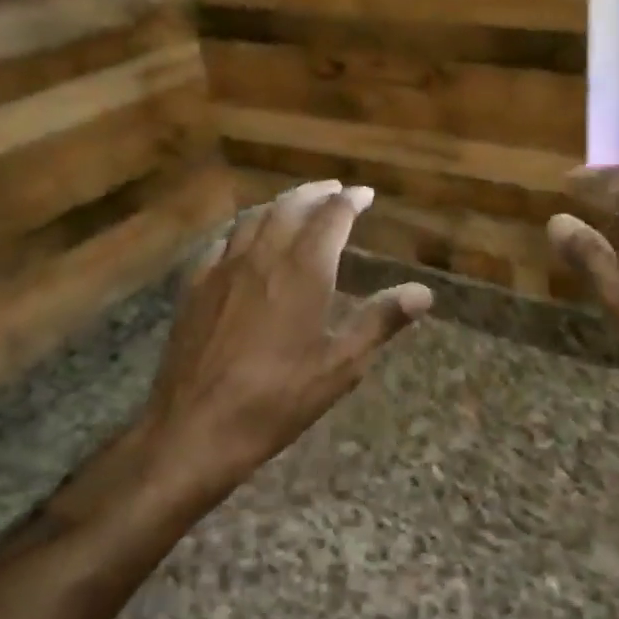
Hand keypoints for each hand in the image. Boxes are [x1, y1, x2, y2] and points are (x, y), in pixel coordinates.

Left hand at [142, 179, 430, 506]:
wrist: (194, 429)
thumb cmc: (277, 399)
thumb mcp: (340, 366)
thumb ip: (381, 321)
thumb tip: (424, 292)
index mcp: (303, 271)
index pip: (331, 217)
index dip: (350, 201)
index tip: (365, 194)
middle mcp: (263, 257)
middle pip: (291, 207)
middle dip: (316, 193)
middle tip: (334, 190)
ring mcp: (223, 269)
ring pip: (254, 218)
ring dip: (280, 204)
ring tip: (296, 204)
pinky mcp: (194, 287)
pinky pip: (222, 241)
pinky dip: (243, 228)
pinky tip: (244, 238)